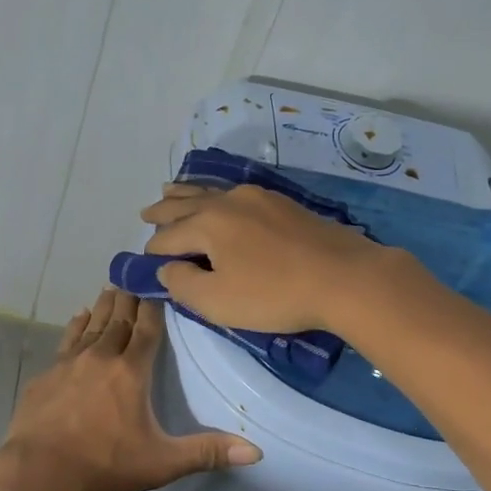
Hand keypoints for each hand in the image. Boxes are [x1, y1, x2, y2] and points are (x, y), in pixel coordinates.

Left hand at [0, 287, 260, 490]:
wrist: (38, 471)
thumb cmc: (103, 465)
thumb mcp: (161, 463)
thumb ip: (206, 453)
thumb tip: (256, 451)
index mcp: (131, 372)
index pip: (146, 330)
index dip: (153, 307)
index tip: (156, 285)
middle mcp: (101, 358)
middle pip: (118, 320)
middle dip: (128, 299)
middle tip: (133, 278)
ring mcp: (69, 364)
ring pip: (92, 325)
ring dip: (104, 307)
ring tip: (110, 289)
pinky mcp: (47, 375)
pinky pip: (66, 341)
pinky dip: (76, 326)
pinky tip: (78, 317)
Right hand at [139, 183, 389, 334]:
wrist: (345, 277)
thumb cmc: (274, 293)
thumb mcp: (217, 301)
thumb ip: (182, 283)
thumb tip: (166, 267)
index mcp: (207, 223)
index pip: (167, 237)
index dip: (154, 252)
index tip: (147, 264)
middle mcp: (227, 201)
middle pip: (185, 204)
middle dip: (163, 211)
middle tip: (145, 214)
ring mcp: (257, 198)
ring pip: (210, 191)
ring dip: (186, 194)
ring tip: (170, 189)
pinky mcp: (282, 203)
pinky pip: (235, 193)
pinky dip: (215, 195)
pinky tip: (220, 198)